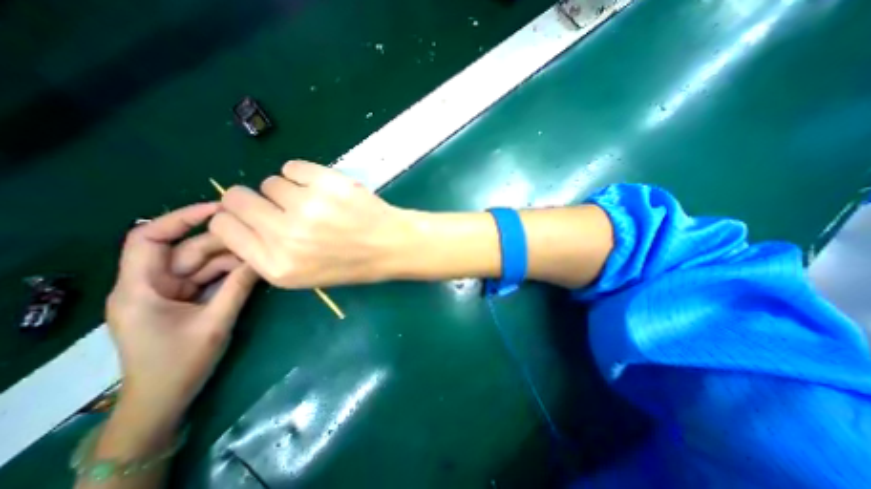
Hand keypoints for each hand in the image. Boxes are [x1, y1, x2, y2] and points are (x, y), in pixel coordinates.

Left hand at [106, 202, 257, 423]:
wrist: (164, 399)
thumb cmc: (180, 363)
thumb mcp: (215, 322)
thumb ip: (238, 287)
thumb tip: (261, 257)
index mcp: (140, 288)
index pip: (149, 238)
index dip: (181, 217)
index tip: (220, 209)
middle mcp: (151, 284)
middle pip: (186, 250)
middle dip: (222, 243)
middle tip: (258, 237)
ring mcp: (169, 292)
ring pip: (201, 264)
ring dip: (231, 259)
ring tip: (262, 254)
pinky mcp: (183, 300)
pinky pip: (208, 278)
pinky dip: (229, 273)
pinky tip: (252, 268)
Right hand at [208, 162, 416, 287]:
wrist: (391, 245)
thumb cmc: (352, 262)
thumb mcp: (304, 274)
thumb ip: (267, 252)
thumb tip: (239, 219)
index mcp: (277, 265)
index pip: (224, 227)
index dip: (235, 218)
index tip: (251, 216)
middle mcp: (286, 236)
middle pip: (237, 198)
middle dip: (254, 200)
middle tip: (282, 205)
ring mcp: (308, 206)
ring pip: (271, 182)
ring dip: (288, 190)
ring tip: (315, 203)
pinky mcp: (327, 183)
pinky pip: (293, 166)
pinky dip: (304, 175)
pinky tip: (324, 189)